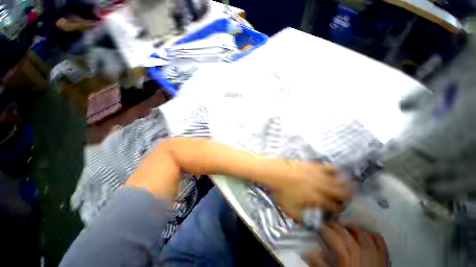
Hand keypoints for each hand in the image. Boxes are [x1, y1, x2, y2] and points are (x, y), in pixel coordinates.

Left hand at [270, 161, 349, 220]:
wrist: (274, 172)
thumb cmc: (280, 190)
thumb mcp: (289, 209)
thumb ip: (302, 218)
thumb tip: (312, 224)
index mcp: (317, 198)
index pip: (334, 207)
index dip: (336, 211)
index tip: (335, 211)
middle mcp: (322, 186)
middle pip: (342, 193)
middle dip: (346, 198)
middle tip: (345, 199)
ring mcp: (318, 174)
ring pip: (339, 179)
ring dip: (345, 184)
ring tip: (345, 186)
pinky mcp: (313, 164)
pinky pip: (328, 166)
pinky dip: (334, 169)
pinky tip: (334, 171)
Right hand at [302, 223, 388, 266]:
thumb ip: (320, 264)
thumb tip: (306, 252)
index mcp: (345, 256)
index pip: (331, 236)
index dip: (323, 228)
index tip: (317, 225)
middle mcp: (359, 251)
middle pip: (345, 231)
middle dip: (335, 225)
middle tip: (329, 223)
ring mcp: (373, 252)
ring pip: (361, 232)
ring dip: (352, 227)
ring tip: (345, 226)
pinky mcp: (384, 256)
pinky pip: (379, 240)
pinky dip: (373, 235)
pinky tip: (368, 234)